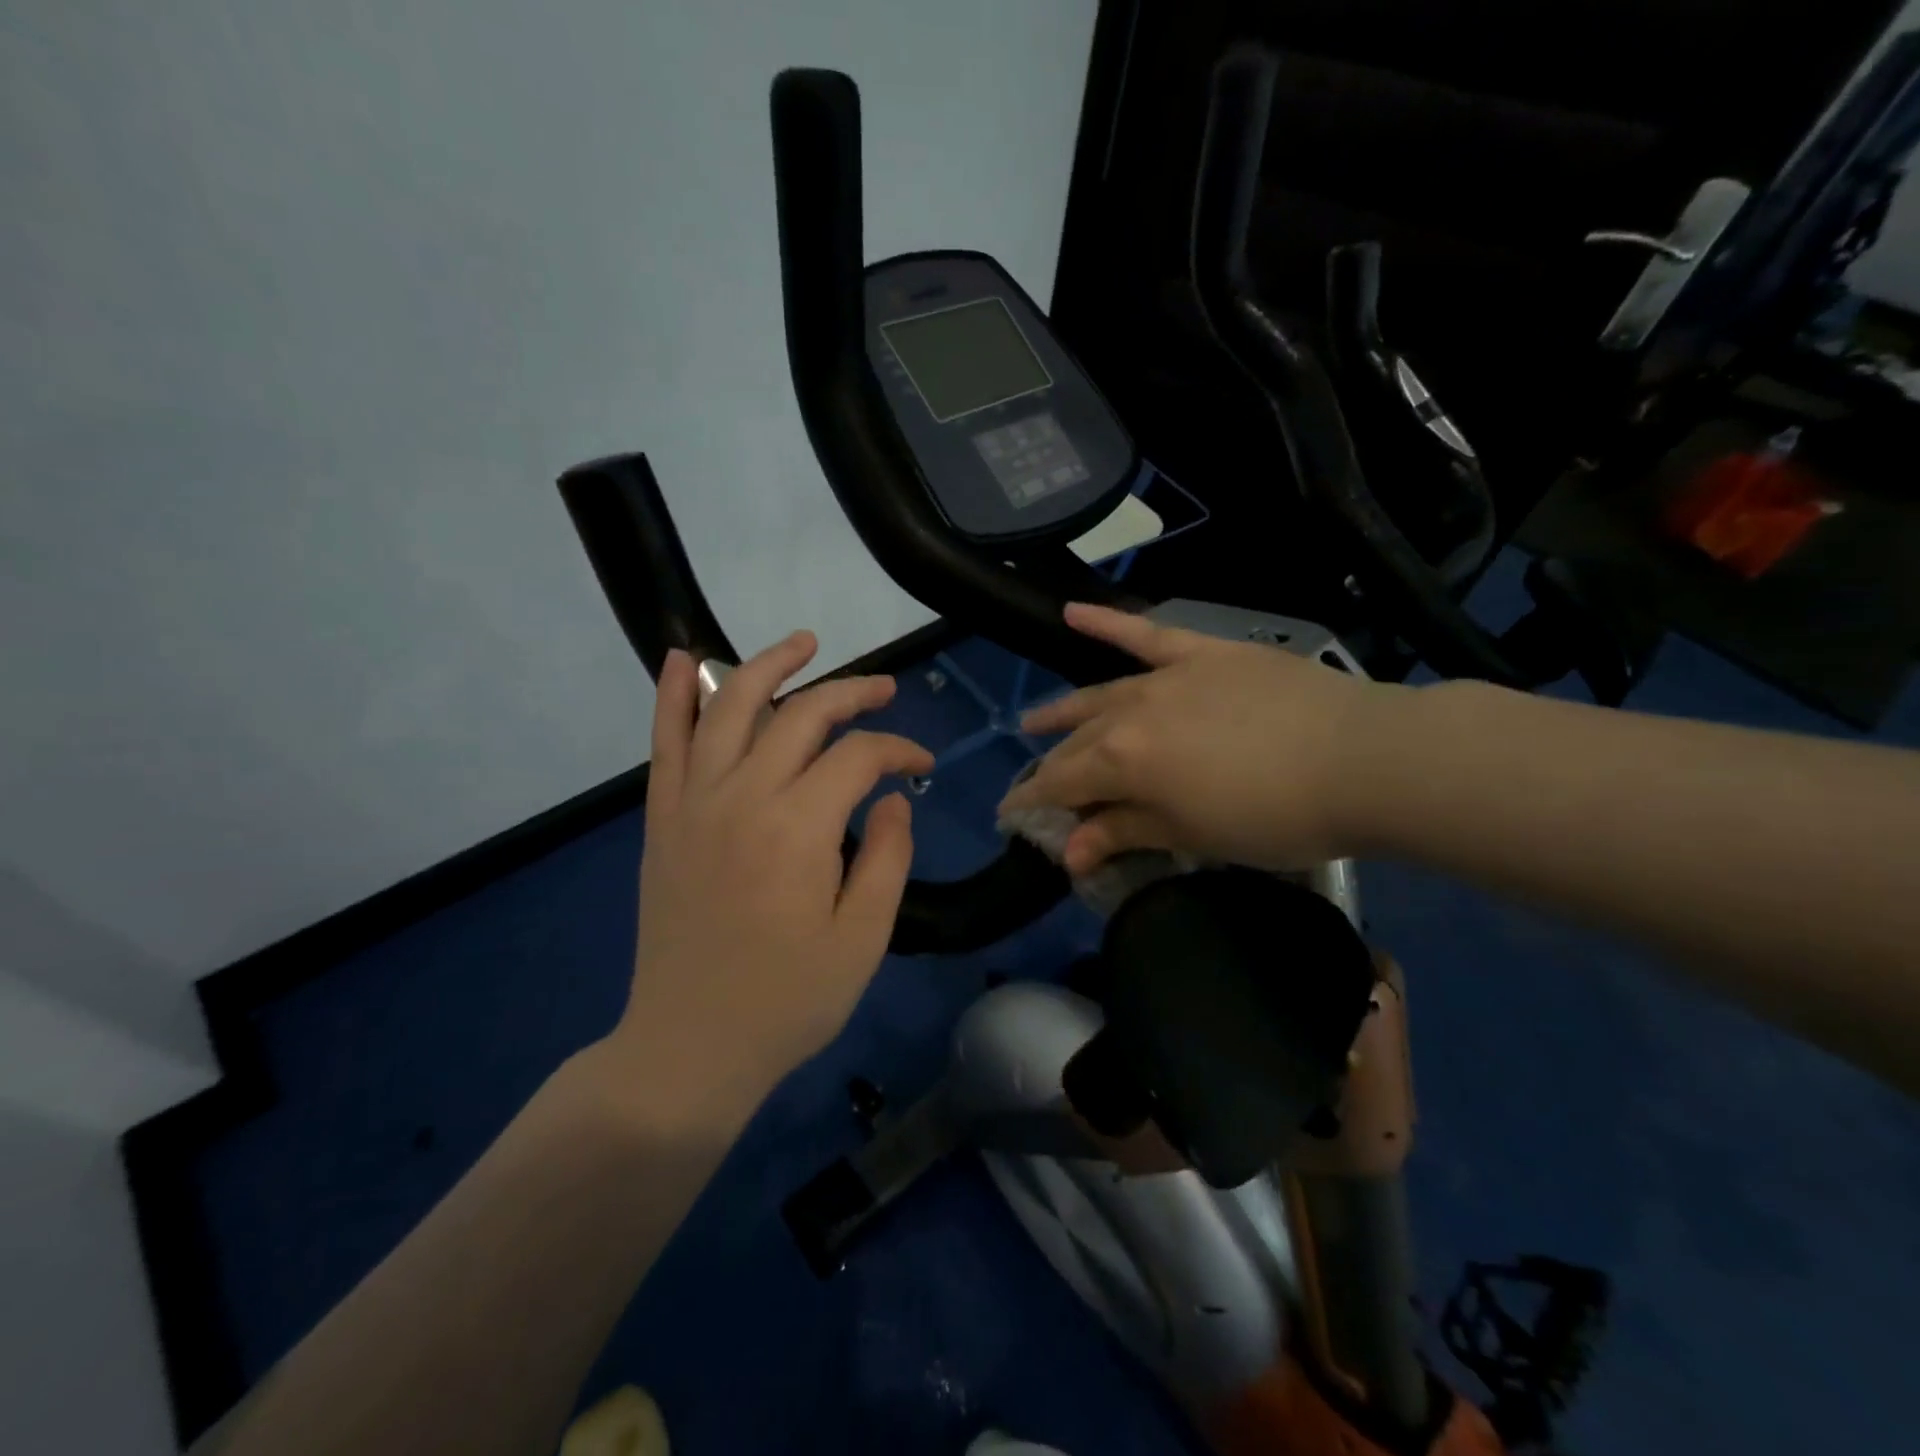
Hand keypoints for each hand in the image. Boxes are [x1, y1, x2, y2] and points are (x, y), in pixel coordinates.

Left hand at [599, 631, 933, 1124]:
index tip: (922, 764)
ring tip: (805, 643)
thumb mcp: (863, 938)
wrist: (688, 1047)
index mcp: (797, 828)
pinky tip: (682, 657)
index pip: (858, 756)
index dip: (898, 748)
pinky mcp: (664, 818)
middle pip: (802, 714)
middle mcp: (742, 796)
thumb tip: (892, 796)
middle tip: (885, 689)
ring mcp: (694, 802)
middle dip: (852, 692)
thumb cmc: (787, 1001)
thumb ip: (887, 856)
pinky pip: (665, 741)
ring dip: (769, 665)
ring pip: (729, 705)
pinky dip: (672, 694)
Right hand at [998, 603, 1393, 874]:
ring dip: (1064, 710)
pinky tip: (1072, 611)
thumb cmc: (1275, 815)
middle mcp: (1131, 711)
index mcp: (1124, 760)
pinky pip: (1147, 633)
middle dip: (1054, 768)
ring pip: (1101, 693)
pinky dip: (1108, 623)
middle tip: (1041, 788)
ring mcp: (1167, 676)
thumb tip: (1069, 852)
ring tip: (1034, 719)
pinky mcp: (1203, 654)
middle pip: (1080, 742)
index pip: (1061, 782)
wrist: (1363, 760)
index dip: (1032, 802)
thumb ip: (1124, 833)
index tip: (1011, 816)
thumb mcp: (1193, 835)